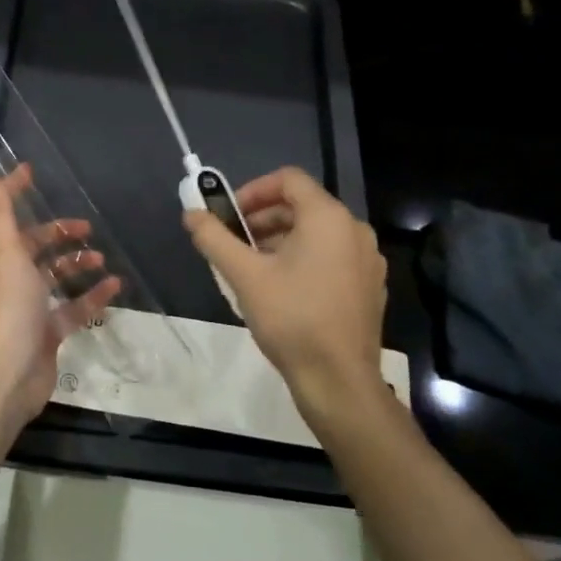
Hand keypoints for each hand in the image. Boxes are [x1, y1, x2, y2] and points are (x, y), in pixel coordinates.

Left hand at [0, 165, 120, 428]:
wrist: (8, 373)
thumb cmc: (7, 305)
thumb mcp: (4, 252)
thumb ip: (0, 215)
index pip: (1, 215)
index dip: (13, 191)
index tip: (31, 171)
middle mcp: (8, 278)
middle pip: (32, 247)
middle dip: (57, 233)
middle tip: (85, 226)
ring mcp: (28, 306)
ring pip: (54, 276)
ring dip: (76, 263)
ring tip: (101, 257)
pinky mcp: (47, 331)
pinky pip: (73, 308)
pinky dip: (92, 296)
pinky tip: (115, 286)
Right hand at [184, 166, 391, 423]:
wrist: (339, 381)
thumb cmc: (291, 319)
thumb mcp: (244, 276)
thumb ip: (214, 238)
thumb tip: (190, 214)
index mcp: (329, 218)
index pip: (288, 179)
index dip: (253, 190)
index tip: (229, 215)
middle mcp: (355, 231)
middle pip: (302, 206)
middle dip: (262, 219)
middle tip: (233, 243)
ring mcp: (367, 261)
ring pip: (316, 233)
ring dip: (280, 240)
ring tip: (252, 268)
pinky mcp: (369, 287)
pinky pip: (332, 257)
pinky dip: (304, 259)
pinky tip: (281, 289)